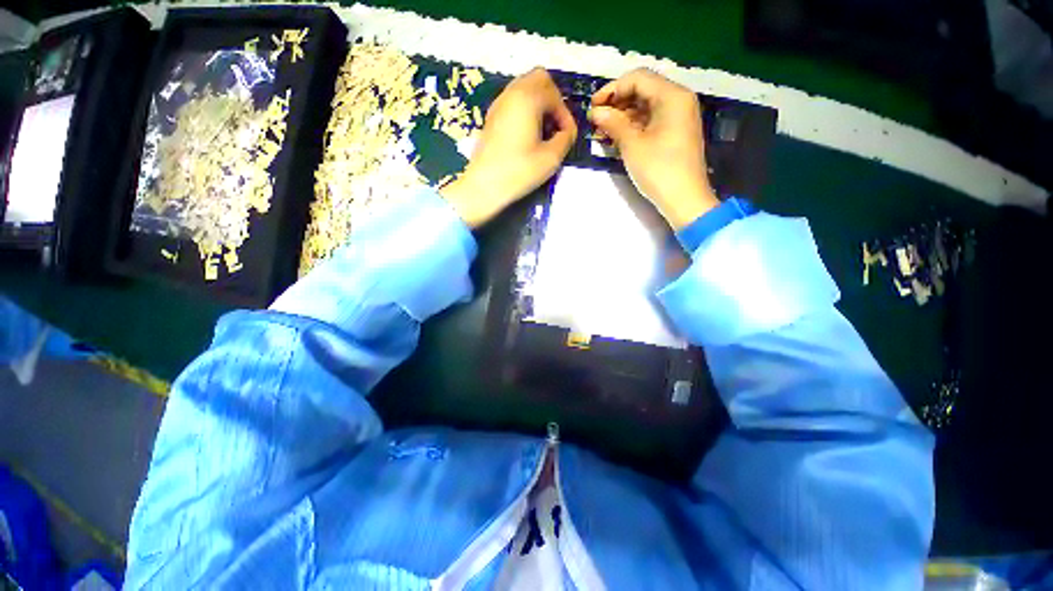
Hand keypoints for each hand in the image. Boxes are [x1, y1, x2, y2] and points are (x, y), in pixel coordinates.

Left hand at [441, 68, 576, 227]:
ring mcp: (499, 104)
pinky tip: (528, 136)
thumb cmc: (518, 172)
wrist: (483, 186)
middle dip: (553, 100)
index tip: (567, 137)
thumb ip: (566, 139)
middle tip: (556, 126)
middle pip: (539, 79)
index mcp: (527, 98)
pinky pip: (514, 101)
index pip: (555, 94)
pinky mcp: (491, 117)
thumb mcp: (551, 158)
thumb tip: (567, 131)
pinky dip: (526, 110)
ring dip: (539, 105)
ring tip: (543, 133)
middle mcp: (512, 93)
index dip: (565, 115)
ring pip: (525, 88)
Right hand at [589, 69, 717, 228]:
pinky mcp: (675, 133)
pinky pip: (651, 121)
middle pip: (642, 91)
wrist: (684, 199)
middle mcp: (678, 100)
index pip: (638, 79)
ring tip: (602, 132)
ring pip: (645, 107)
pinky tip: (616, 139)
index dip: (612, 89)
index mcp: (672, 96)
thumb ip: (613, 123)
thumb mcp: (632, 145)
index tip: (593, 106)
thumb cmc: (658, 170)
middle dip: (616, 104)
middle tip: (596, 121)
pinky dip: (633, 127)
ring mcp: (678, 117)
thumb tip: (595, 111)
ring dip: (622, 117)